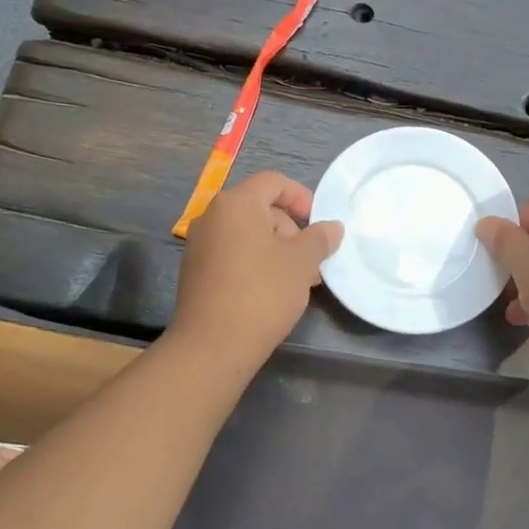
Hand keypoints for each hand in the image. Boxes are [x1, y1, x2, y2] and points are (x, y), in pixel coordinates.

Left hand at [170, 171, 342, 368]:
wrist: (212, 345)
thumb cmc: (262, 293)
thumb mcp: (301, 263)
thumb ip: (319, 239)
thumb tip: (332, 227)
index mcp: (236, 204)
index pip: (273, 182)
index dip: (301, 198)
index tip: (318, 226)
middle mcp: (212, 216)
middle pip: (261, 208)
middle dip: (291, 230)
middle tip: (311, 262)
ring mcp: (200, 244)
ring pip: (248, 234)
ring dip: (277, 250)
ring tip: (298, 281)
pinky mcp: (196, 271)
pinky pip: (233, 253)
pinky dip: (256, 263)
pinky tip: (272, 291)